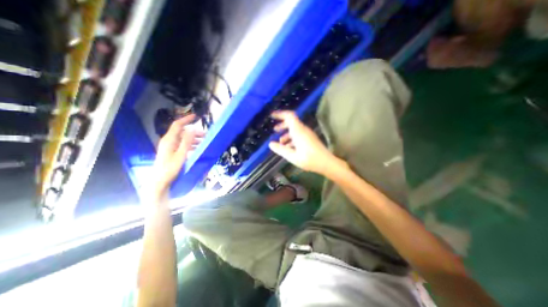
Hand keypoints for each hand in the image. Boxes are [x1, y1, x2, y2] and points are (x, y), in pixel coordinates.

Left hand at [153, 114, 205, 193]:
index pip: (178, 125)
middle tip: (206, 135)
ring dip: (194, 139)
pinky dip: (190, 145)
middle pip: (182, 132)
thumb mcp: (181, 155)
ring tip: (204, 142)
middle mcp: (169, 141)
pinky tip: (197, 148)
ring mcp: (170, 147)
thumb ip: (187, 142)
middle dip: (194, 132)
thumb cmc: (170, 168)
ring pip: (183, 139)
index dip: (186, 119)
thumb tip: (193, 129)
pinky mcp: (171, 152)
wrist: (160, 181)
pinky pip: (182, 145)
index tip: (196, 116)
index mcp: (169, 140)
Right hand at [270, 112, 342, 175]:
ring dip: (286, 133)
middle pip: (291, 122)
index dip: (280, 114)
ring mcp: (307, 134)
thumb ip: (280, 149)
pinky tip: (289, 147)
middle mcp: (303, 130)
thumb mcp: (292, 156)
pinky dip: (292, 138)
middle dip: (282, 125)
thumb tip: (270, 144)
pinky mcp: (310, 138)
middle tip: (275, 130)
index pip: (289, 116)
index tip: (272, 116)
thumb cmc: (309, 159)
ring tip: (280, 142)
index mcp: (298, 131)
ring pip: (295, 129)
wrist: (326, 163)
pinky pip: (299, 134)